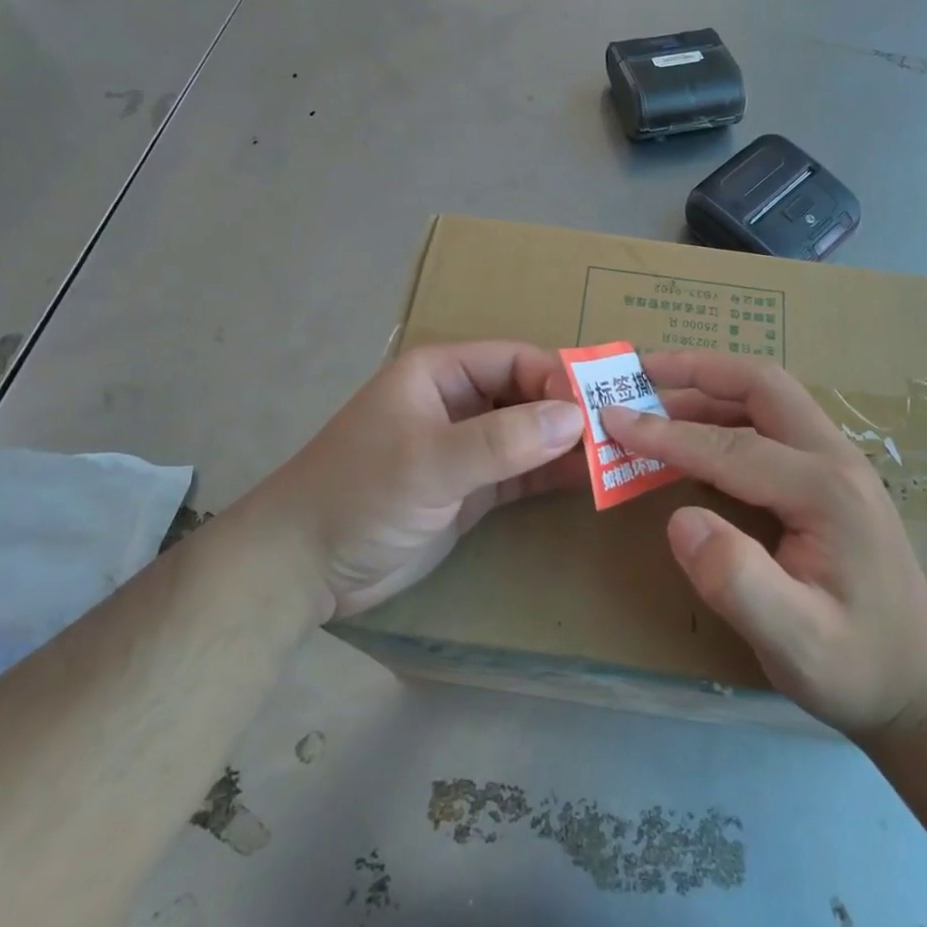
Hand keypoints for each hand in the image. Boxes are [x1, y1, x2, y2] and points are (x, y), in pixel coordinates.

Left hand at [241, 342, 586, 617]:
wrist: (303, 567)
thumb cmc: (359, 494)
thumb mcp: (431, 462)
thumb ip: (504, 440)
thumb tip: (578, 416)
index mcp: (441, 373)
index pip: (516, 359)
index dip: (559, 376)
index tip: (601, 406)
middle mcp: (458, 402)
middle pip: (528, 394)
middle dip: (571, 411)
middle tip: (623, 432)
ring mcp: (465, 447)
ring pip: (529, 434)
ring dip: (568, 444)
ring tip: (619, 456)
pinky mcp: (470, 489)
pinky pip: (522, 472)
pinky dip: (552, 474)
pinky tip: (590, 481)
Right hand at [602, 352, 926, 737]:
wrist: (922, 684)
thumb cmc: (857, 668)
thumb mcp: (797, 644)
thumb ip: (737, 582)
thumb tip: (678, 521)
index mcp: (826, 491)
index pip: (730, 444)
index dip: (666, 433)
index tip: (610, 418)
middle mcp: (836, 458)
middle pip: (761, 386)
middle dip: (696, 371)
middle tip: (638, 370)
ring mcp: (838, 462)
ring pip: (768, 398)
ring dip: (710, 388)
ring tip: (654, 396)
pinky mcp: (832, 475)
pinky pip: (773, 422)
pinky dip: (726, 412)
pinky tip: (697, 433)